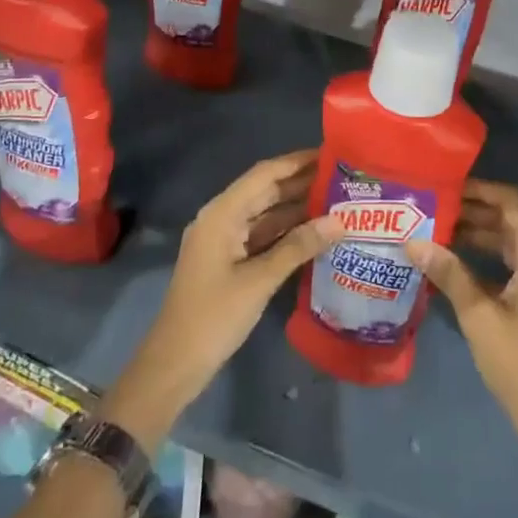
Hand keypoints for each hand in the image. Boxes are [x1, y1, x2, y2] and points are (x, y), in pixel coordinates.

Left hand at [104, 151, 344, 451]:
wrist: (175, 364)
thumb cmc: (214, 316)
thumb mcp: (259, 280)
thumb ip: (299, 247)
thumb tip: (340, 220)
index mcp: (221, 214)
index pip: (264, 174)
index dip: (296, 162)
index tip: (330, 153)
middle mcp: (222, 219)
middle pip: (265, 191)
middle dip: (301, 183)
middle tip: (343, 178)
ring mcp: (224, 241)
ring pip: (266, 215)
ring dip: (297, 208)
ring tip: (338, 201)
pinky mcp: (229, 262)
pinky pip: (262, 237)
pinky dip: (287, 233)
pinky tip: (316, 233)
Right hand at [406, 180, 517, 466]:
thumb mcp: (479, 315)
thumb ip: (448, 272)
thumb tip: (413, 241)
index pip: (510, 202)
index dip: (478, 189)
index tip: (443, 186)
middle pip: (512, 219)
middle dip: (473, 212)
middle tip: (432, 208)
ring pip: (514, 242)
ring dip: (480, 235)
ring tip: (437, 232)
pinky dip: (491, 258)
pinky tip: (457, 265)